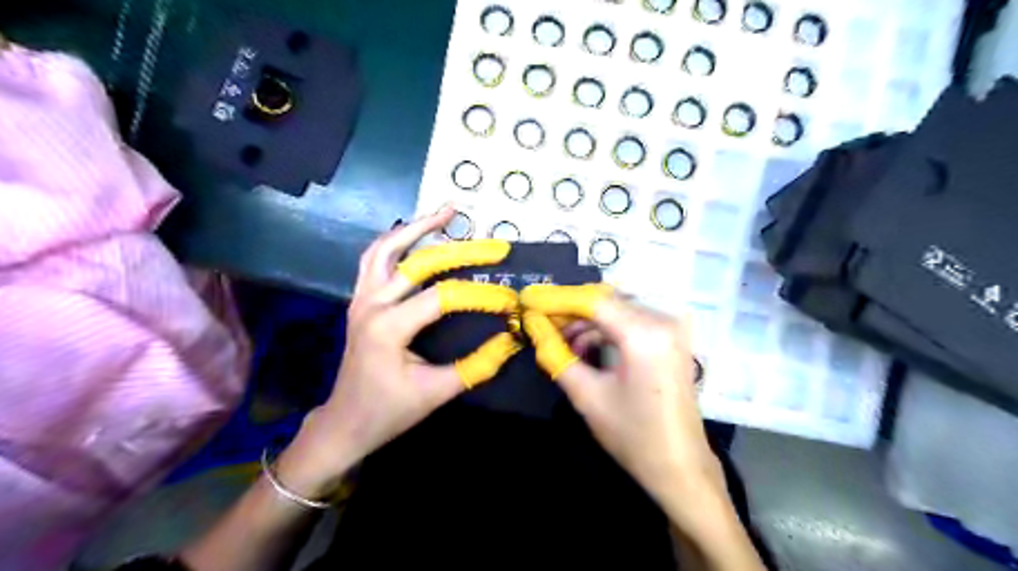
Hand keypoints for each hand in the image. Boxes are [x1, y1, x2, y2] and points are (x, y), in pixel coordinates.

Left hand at [278, 210, 517, 498]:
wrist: (345, 422)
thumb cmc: (389, 411)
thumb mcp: (436, 392)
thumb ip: (476, 366)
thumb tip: (511, 341)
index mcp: (388, 327)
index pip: (443, 298)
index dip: (480, 296)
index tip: (509, 301)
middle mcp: (371, 303)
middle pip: (417, 262)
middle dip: (459, 250)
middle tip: (491, 243)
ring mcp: (360, 298)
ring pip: (385, 248)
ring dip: (416, 228)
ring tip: (446, 212)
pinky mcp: (360, 300)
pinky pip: (374, 259)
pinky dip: (396, 241)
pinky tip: (415, 234)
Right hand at [521, 288, 727, 513]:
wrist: (680, 466)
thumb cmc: (633, 435)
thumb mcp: (587, 395)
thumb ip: (556, 355)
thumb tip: (533, 327)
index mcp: (644, 334)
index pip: (593, 301)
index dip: (558, 300)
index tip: (530, 301)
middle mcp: (663, 321)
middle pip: (607, 303)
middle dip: (572, 313)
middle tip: (543, 326)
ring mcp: (673, 329)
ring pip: (618, 312)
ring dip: (589, 325)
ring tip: (565, 346)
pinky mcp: (673, 339)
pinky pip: (632, 322)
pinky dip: (608, 332)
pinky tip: (589, 351)